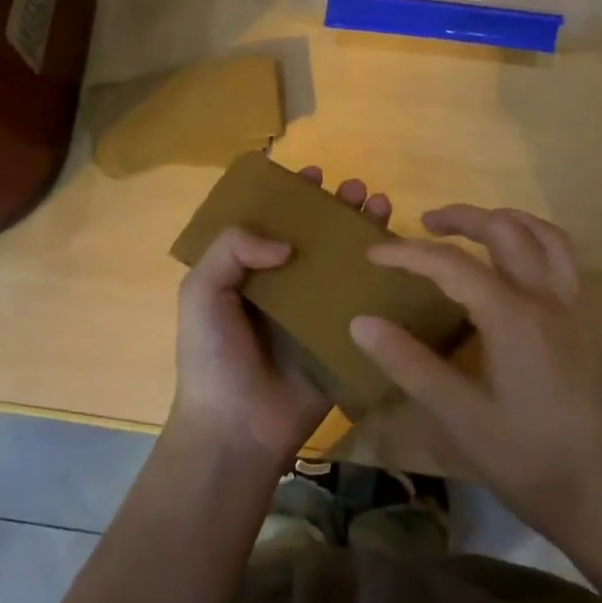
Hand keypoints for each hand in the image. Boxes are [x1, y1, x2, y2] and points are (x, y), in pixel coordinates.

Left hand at [172, 166, 391, 474]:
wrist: (238, 428)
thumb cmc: (213, 357)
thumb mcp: (202, 292)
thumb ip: (232, 249)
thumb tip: (286, 242)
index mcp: (249, 274)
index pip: (274, 223)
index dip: (293, 196)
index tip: (314, 175)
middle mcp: (285, 287)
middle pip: (316, 237)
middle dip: (337, 208)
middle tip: (356, 189)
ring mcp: (316, 314)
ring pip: (344, 264)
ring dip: (364, 233)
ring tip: (380, 206)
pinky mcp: (342, 339)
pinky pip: (365, 304)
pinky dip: (383, 281)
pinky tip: (399, 259)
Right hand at [349, 205, 601, 559]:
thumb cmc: (527, 462)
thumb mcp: (460, 419)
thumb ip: (410, 365)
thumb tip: (362, 322)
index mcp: (514, 318)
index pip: (452, 265)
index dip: (408, 254)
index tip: (372, 254)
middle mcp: (548, 299)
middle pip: (505, 231)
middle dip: (462, 218)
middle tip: (424, 224)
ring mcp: (575, 307)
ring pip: (544, 235)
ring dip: (505, 220)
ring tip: (471, 229)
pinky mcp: (587, 322)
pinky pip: (563, 257)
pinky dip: (534, 240)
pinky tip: (513, 265)